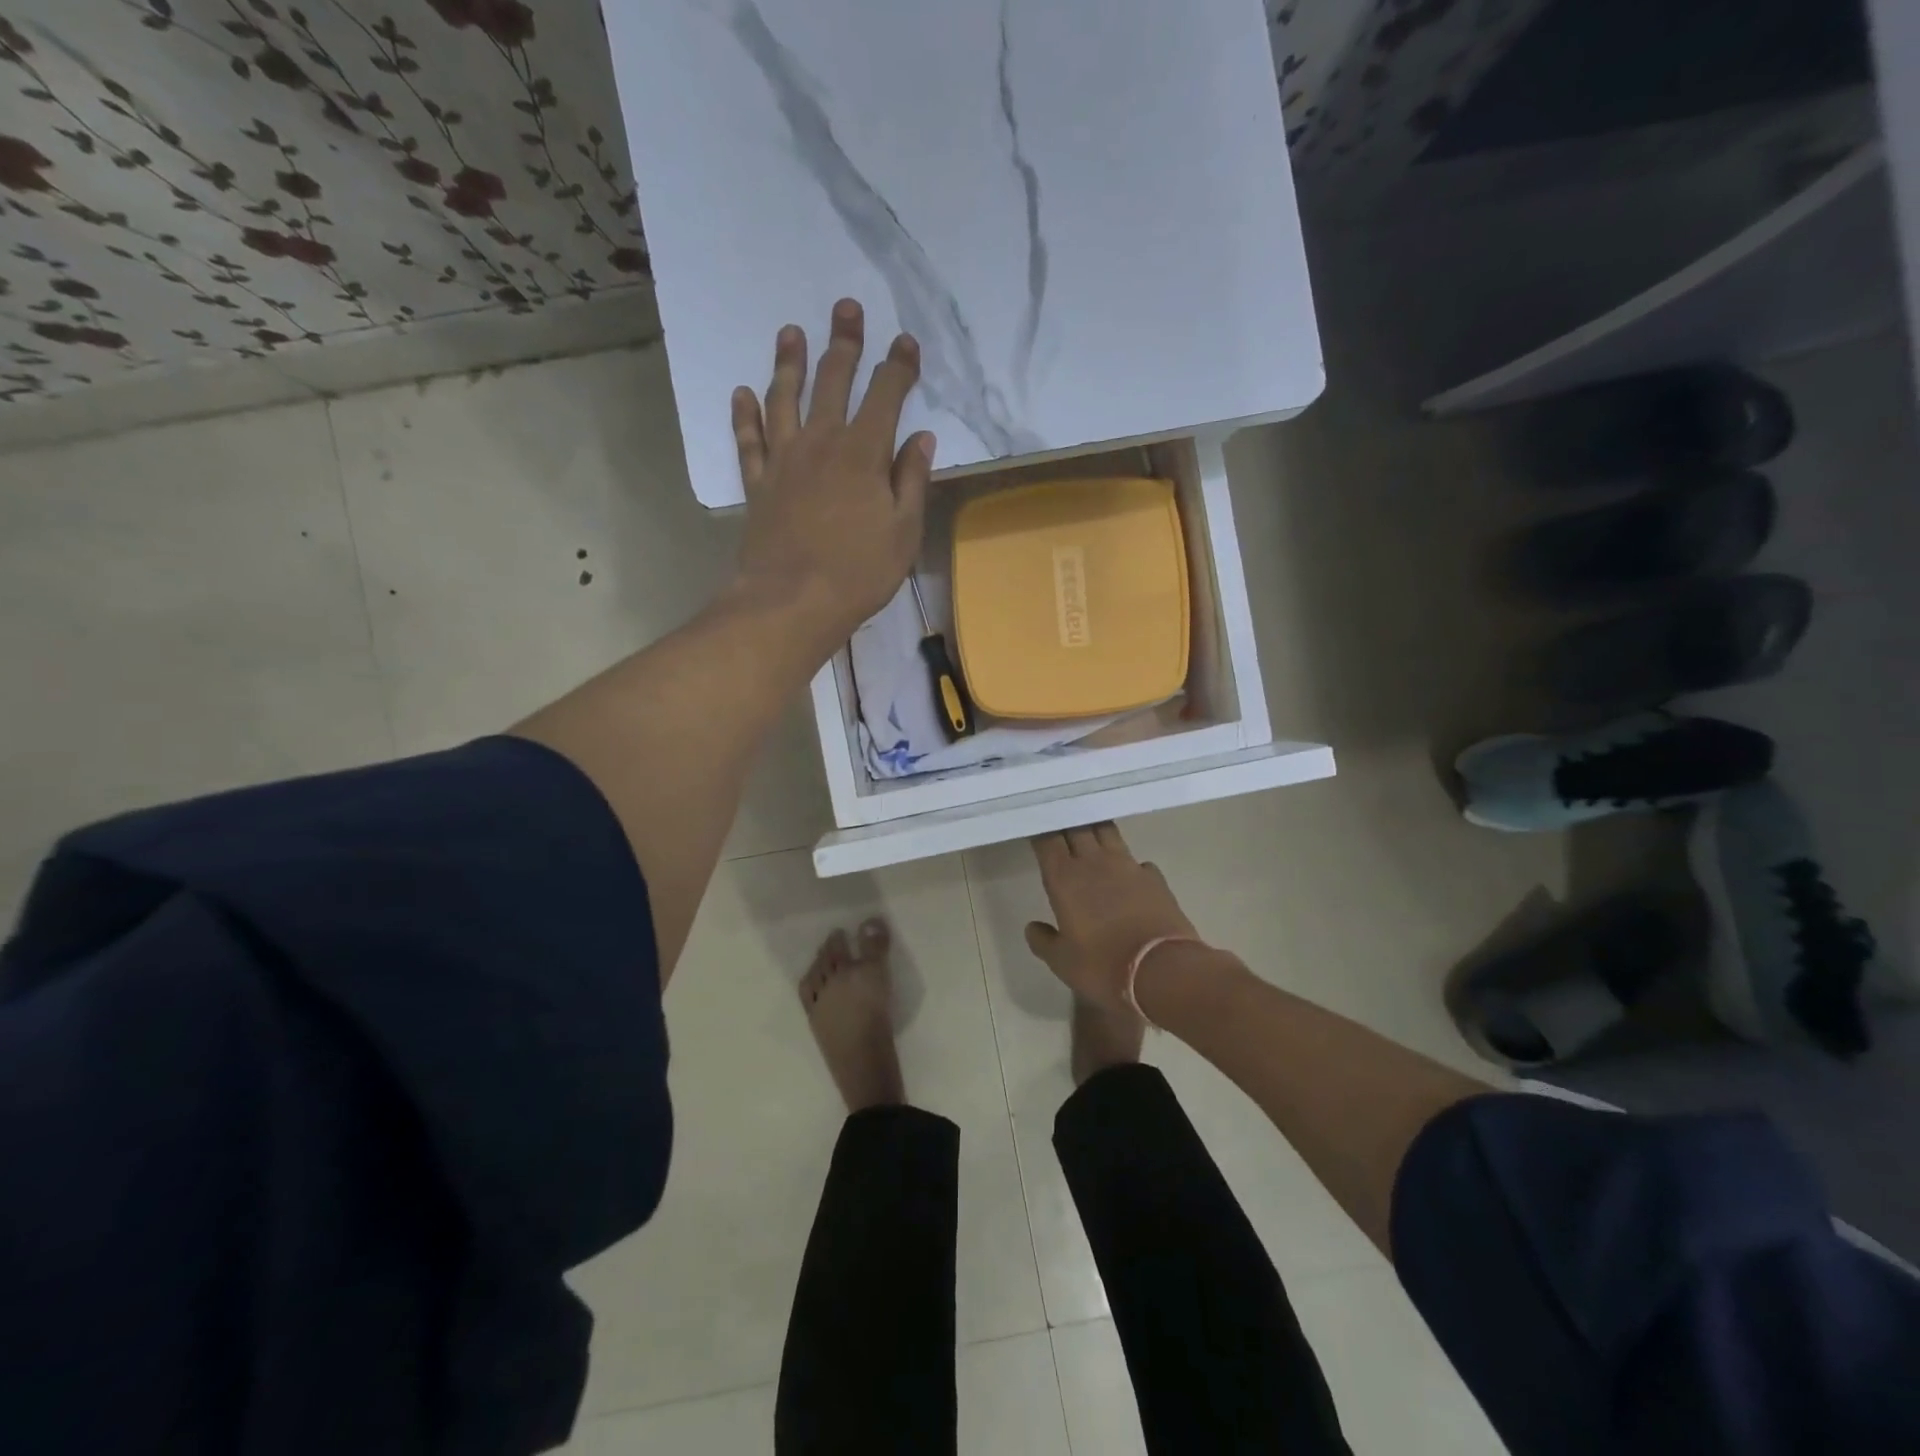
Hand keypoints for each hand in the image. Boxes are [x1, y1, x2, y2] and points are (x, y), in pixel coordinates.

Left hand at [730, 298, 937, 651]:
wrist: (791, 601)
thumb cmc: (858, 572)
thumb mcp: (903, 532)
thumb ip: (912, 482)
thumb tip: (921, 439)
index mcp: (864, 453)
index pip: (885, 396)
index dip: (898, 366)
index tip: (905, 341)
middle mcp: (821, 443)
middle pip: (832, 382)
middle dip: (844, 343)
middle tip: (846, 308)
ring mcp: (784, 461)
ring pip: (785, 399)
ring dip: (788, 362)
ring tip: (790, 331)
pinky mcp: (758, 484)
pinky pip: (749, 440)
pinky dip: (745, 415)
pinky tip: (742, 393)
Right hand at [1025, 823, 1201, 1012]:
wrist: (1162, 971)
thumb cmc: (1103, 966)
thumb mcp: (1062, 962)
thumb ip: (1043, 941)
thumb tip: (1032, 927)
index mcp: (1064, 878)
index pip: (1048, 840)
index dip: (1041, 832)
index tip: (1037, 831)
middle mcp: (1094, 862)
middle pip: (1078, 827)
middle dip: (1068, 823)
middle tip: (1061, 826)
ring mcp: (1128, 866)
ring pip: (1108, 832)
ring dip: (1096, 830)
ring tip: (1090, 835)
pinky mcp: (1154, 877)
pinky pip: (1137, 860)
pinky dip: (1128, 863)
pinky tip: (1128, 874)